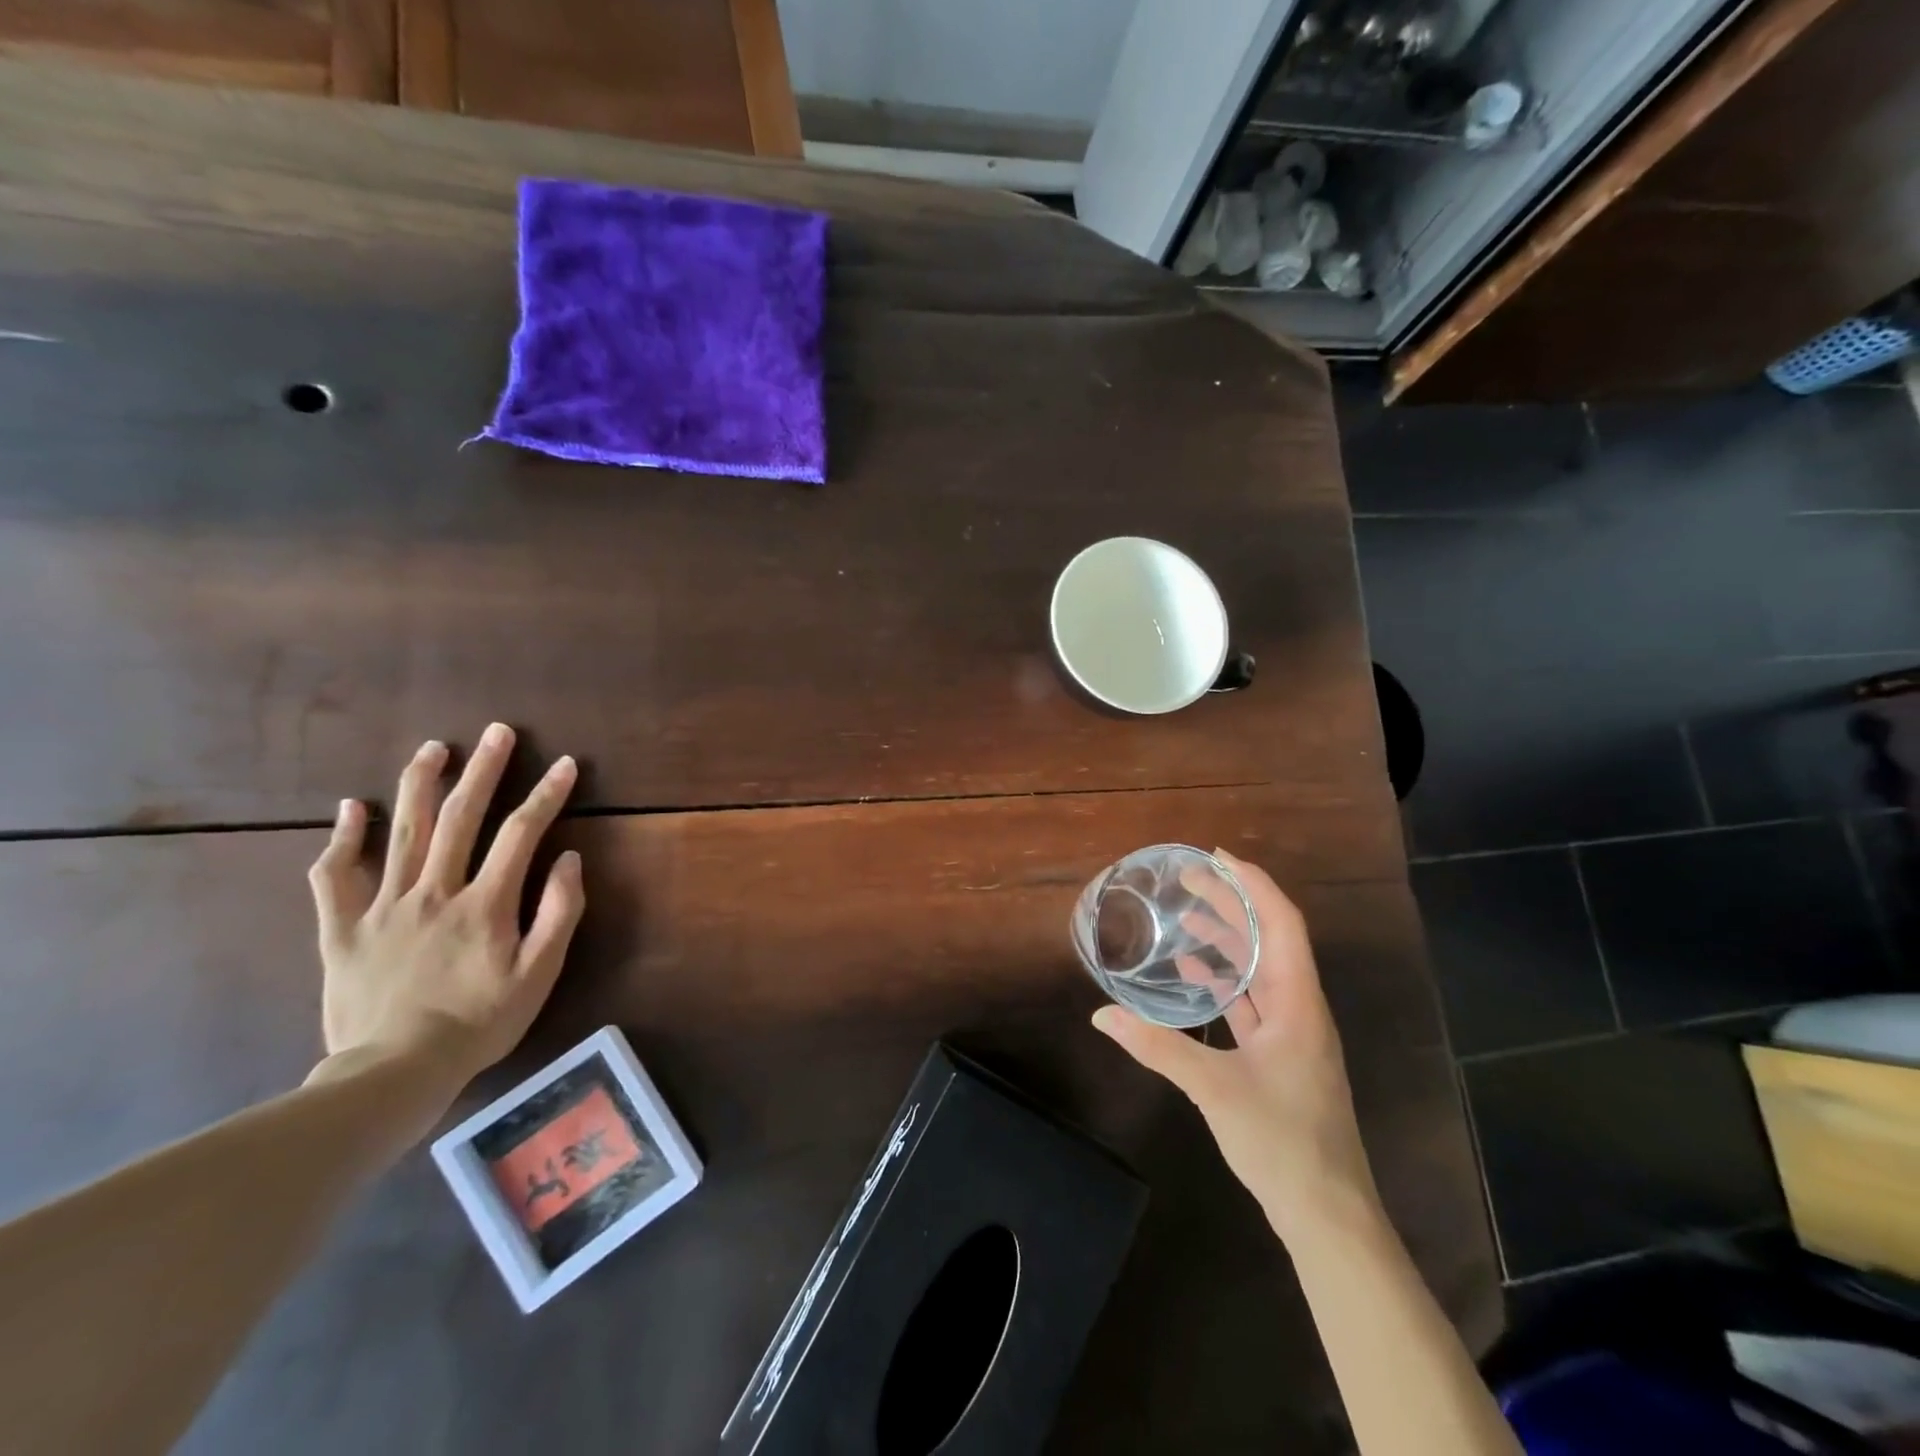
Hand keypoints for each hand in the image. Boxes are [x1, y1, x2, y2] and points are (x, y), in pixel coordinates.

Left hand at [307, 723, 584, 1093]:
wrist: (394, 1072)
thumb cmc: (480, 1022)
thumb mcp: (539, 974)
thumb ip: (559, 913)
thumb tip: (570, 858)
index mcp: (485, 903)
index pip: (522, 833)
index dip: (547, 795)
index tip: (566, 764)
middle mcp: (434, 891)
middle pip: (460, 818)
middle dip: (484, 770)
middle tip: (497, 732)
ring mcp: (384, 907)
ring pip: (401, 832)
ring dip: (420, 784)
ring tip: (435, 748)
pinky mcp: (343, 928)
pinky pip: (335, 875)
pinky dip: (342, 838)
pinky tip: (351, 807)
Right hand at [1092, 850, 1377, 1239]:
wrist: (1328, 1213)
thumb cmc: (1282, 1141)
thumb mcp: (1215, 1088)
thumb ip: (1157, 1046)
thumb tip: (1100, 1014)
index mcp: (1298, 1002)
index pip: (1282, 922)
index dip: (1254, 884)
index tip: (1218, 858)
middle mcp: (1300, 1008)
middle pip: (1270, 939)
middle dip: (1233, 903)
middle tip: (1190, 879)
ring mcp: (1293, 1034)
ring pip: (1261, 969)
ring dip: (1230, 939)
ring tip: (1189, 916)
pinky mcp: (1280, 1056)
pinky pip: (1252, 1001)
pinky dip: (1226, 979)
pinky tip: (1195, 975)